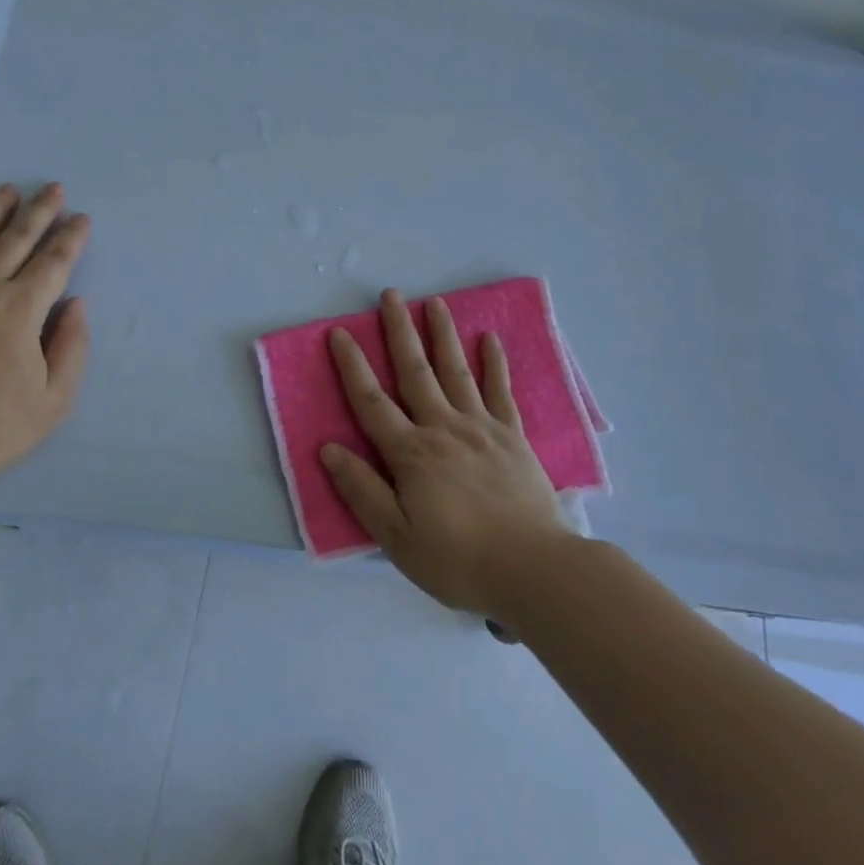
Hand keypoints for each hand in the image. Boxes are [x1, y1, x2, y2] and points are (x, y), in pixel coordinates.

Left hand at [0, 183, 89, 488]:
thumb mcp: (51, 403)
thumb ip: (72, 349)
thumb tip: (76, 305)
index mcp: (21, 310)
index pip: (54, 261)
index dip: (71, 237)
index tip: (81, 218)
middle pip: (17, 237)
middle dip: (40, 210)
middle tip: (53, 187)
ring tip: (8, 189)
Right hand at [321, 288, 576, 616]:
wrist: (535, 570)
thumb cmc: (459, 560)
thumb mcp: (397, 537)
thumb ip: (362, 490)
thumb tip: (328, 448)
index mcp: (411, 453)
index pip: (371, 401)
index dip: (352, 366)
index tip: (339, 333)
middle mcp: (443, 428)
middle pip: (415, 371)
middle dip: (399, 331)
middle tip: (391, 294)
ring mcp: (482, 428)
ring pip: (456, 371)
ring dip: (443, 334)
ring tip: (435, 302)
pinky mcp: (513, 437)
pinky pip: (501, 392)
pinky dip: (495, 364)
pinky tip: (490, 339)